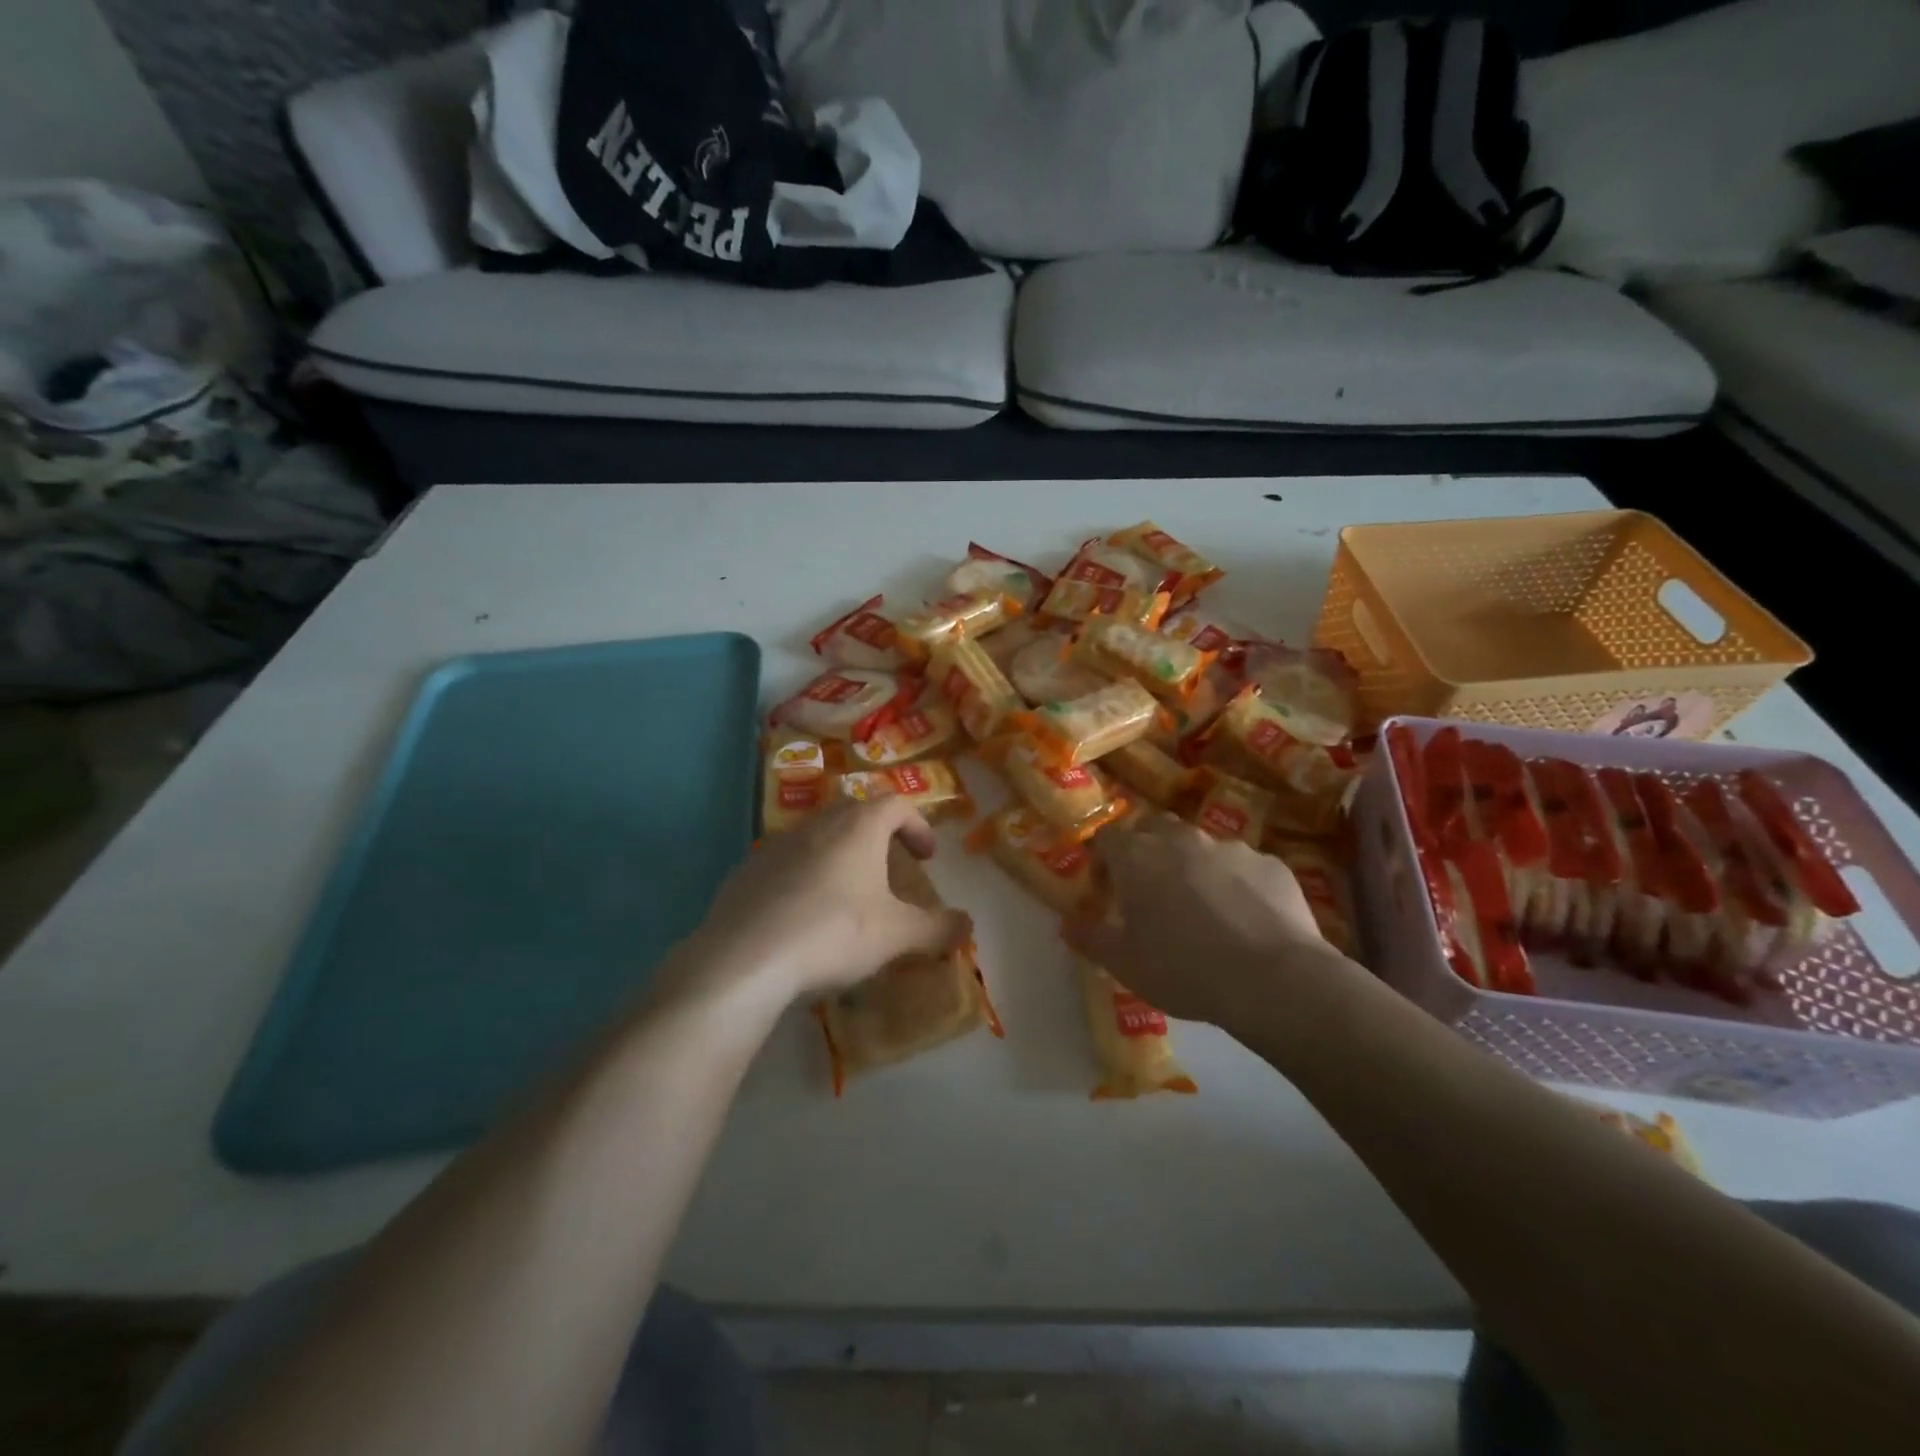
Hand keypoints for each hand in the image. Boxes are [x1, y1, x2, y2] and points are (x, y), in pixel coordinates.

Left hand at [688, 798, 971, 1005]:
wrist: (745, 959)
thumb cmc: (834, 933)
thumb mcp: (897, 935)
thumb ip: (938, 928)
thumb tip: (968, 925)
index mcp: (858, 827)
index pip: (896, 804)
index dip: (917, 825)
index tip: (927, 856)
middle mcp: (817, 824)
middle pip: (855, 812)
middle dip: (879, 835)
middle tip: (891, 866)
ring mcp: (776, 845)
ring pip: (818, 836)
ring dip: (840, 854)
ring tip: (850, 893)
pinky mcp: (747, 871)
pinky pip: (786, 862)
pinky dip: (805, 876)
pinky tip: (804, 915)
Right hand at [1062, 813, 1347, 1026]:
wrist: (1273, 979)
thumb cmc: (1183, 969)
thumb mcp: (1124, 964)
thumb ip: (1090, 938)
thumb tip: (1068, 924)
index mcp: (1137, 856)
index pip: (1106, 838)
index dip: (1102, 861)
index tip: (1106, 891)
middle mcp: (1181, 839)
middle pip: (1153, 828)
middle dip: (1146, 851)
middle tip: (1150, 891)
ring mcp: (1230, 847)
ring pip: (1201, 847)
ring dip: (1193, 867)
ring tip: (1202, 911)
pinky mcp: (1271, 864)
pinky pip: (1243, 868)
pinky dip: (1236, 885)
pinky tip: (1245, 921)